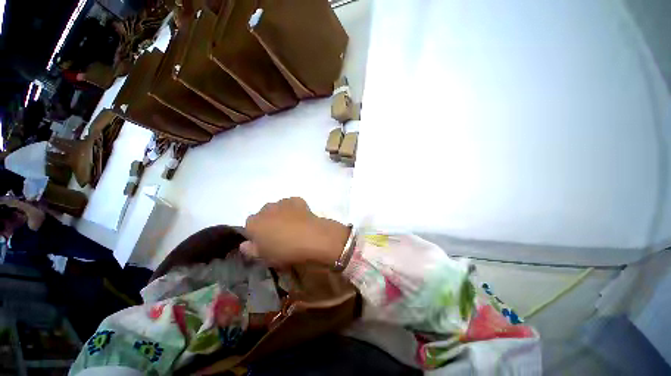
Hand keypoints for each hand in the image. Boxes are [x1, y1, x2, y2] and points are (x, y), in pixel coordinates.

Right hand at [241, 198, 350, 265]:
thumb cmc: (285, 250)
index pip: (249, 227)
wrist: (311, 237)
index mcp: (253, 223)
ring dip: (281, 215)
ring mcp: (281, 202)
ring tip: (293, 227)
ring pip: (278, 208)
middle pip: (264, 215)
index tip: (266, 243)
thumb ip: (251, 250)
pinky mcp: (296, 200)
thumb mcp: (265, 257)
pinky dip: (294, 209)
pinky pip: (291, 204)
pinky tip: (301, 218)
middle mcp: (265, 209)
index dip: (257, 235)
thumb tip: (244, 245)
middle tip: (280, 235)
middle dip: (269, 223)